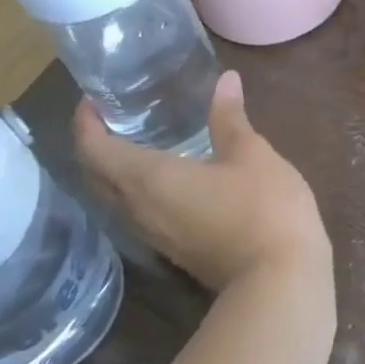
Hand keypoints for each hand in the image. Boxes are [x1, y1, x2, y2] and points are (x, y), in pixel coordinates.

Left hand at [74, 70, 331, 294]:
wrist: (279, 283)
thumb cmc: (261, 208)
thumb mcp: (251, 153)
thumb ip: (230, 117)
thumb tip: (225, 80)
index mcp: (147, 179)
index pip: (94, 149)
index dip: (85, 122)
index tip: (92, 99)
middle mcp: (138, 210)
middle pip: (97, 176)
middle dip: (95, 144)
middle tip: (112, 115)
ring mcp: (156, 236)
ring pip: (116, 199)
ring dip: (116, 169)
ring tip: (138, 138)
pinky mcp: (175, 251)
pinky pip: (139, 213)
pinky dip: (138, 188)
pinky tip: (169, 174)